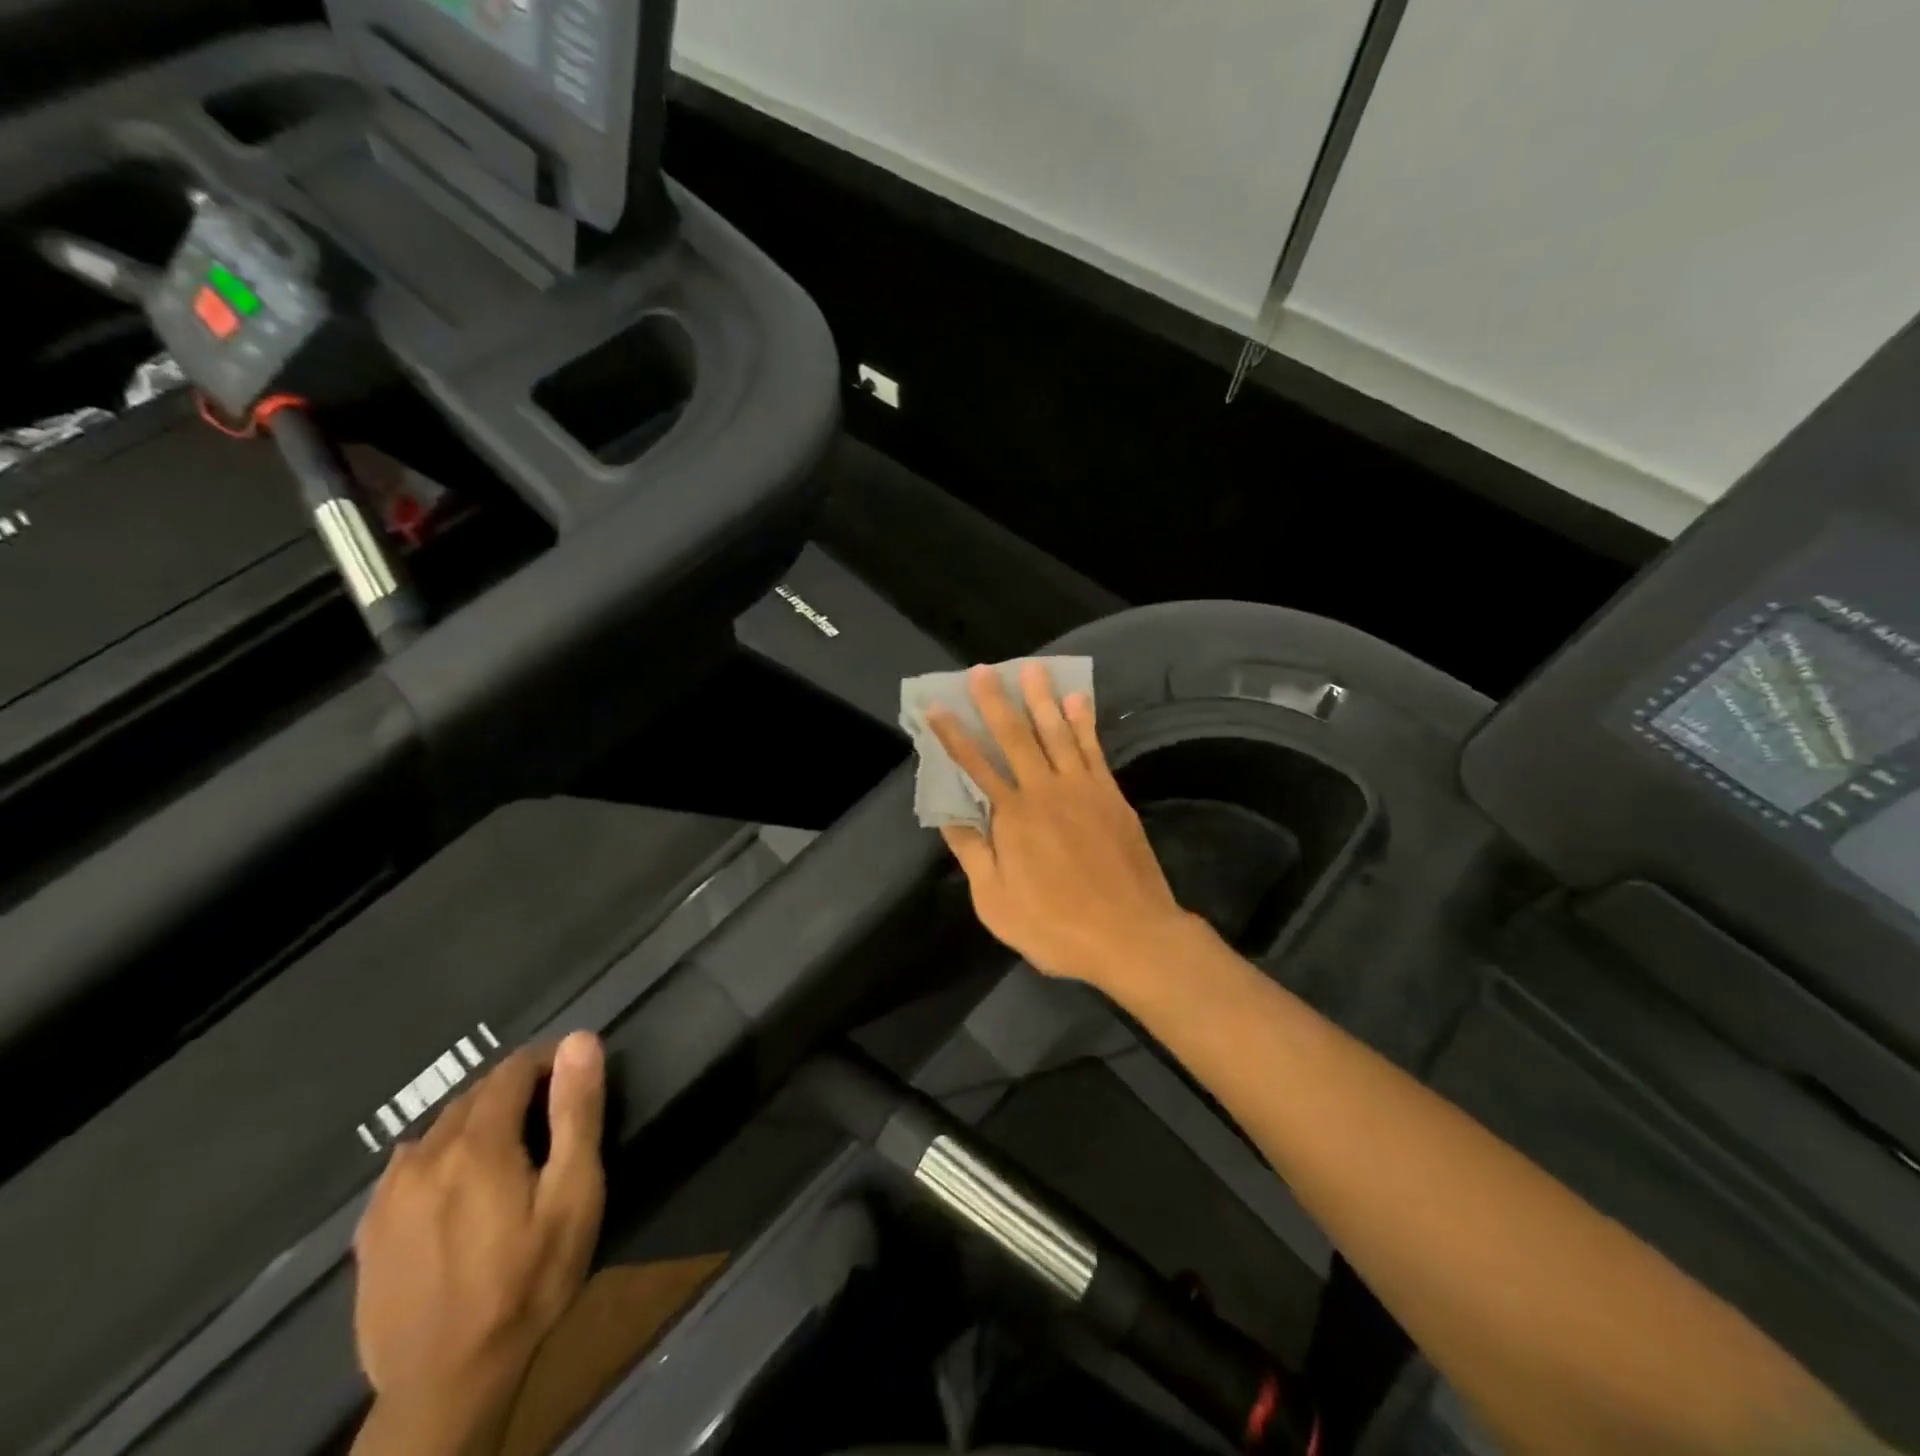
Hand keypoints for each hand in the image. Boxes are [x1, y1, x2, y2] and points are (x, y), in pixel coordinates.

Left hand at [353, 1032, 606, 1422]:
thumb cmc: (528, 1281)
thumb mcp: (574, 1195)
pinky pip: (410, 1164)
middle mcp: (425, 1155)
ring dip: (478, 1120)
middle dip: (515, 1089)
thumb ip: (576, 1112)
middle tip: (550, 1113)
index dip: (547, 1059)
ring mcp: (388, 1194)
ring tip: (509, 1147)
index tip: (574, 1071)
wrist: (446, 1383)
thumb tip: (579, 1041)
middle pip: (475, 1095)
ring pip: (440, 1127)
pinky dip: (442, 1154)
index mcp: (477, 1143)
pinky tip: (459, 1184)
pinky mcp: (370, 1229)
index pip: (513, 1069)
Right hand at [929, 662, 1200, 991]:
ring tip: (1032, 668)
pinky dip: (1084, 722)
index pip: (974, 766)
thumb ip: (973, 852)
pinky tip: (1077, 700)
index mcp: (1012, 817)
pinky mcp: (1111, 795)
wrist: (1130, 935)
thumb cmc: (1055, 926)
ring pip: (1057, 733)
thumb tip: (950, 814)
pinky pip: (1093, 749)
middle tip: (983, 670)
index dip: (952, 736)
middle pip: (1016, 737)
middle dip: (996, 702)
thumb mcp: (996, 902)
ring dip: (1042, 699)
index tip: (936, 707)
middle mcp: (1044, 791)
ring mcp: (1082, 789)